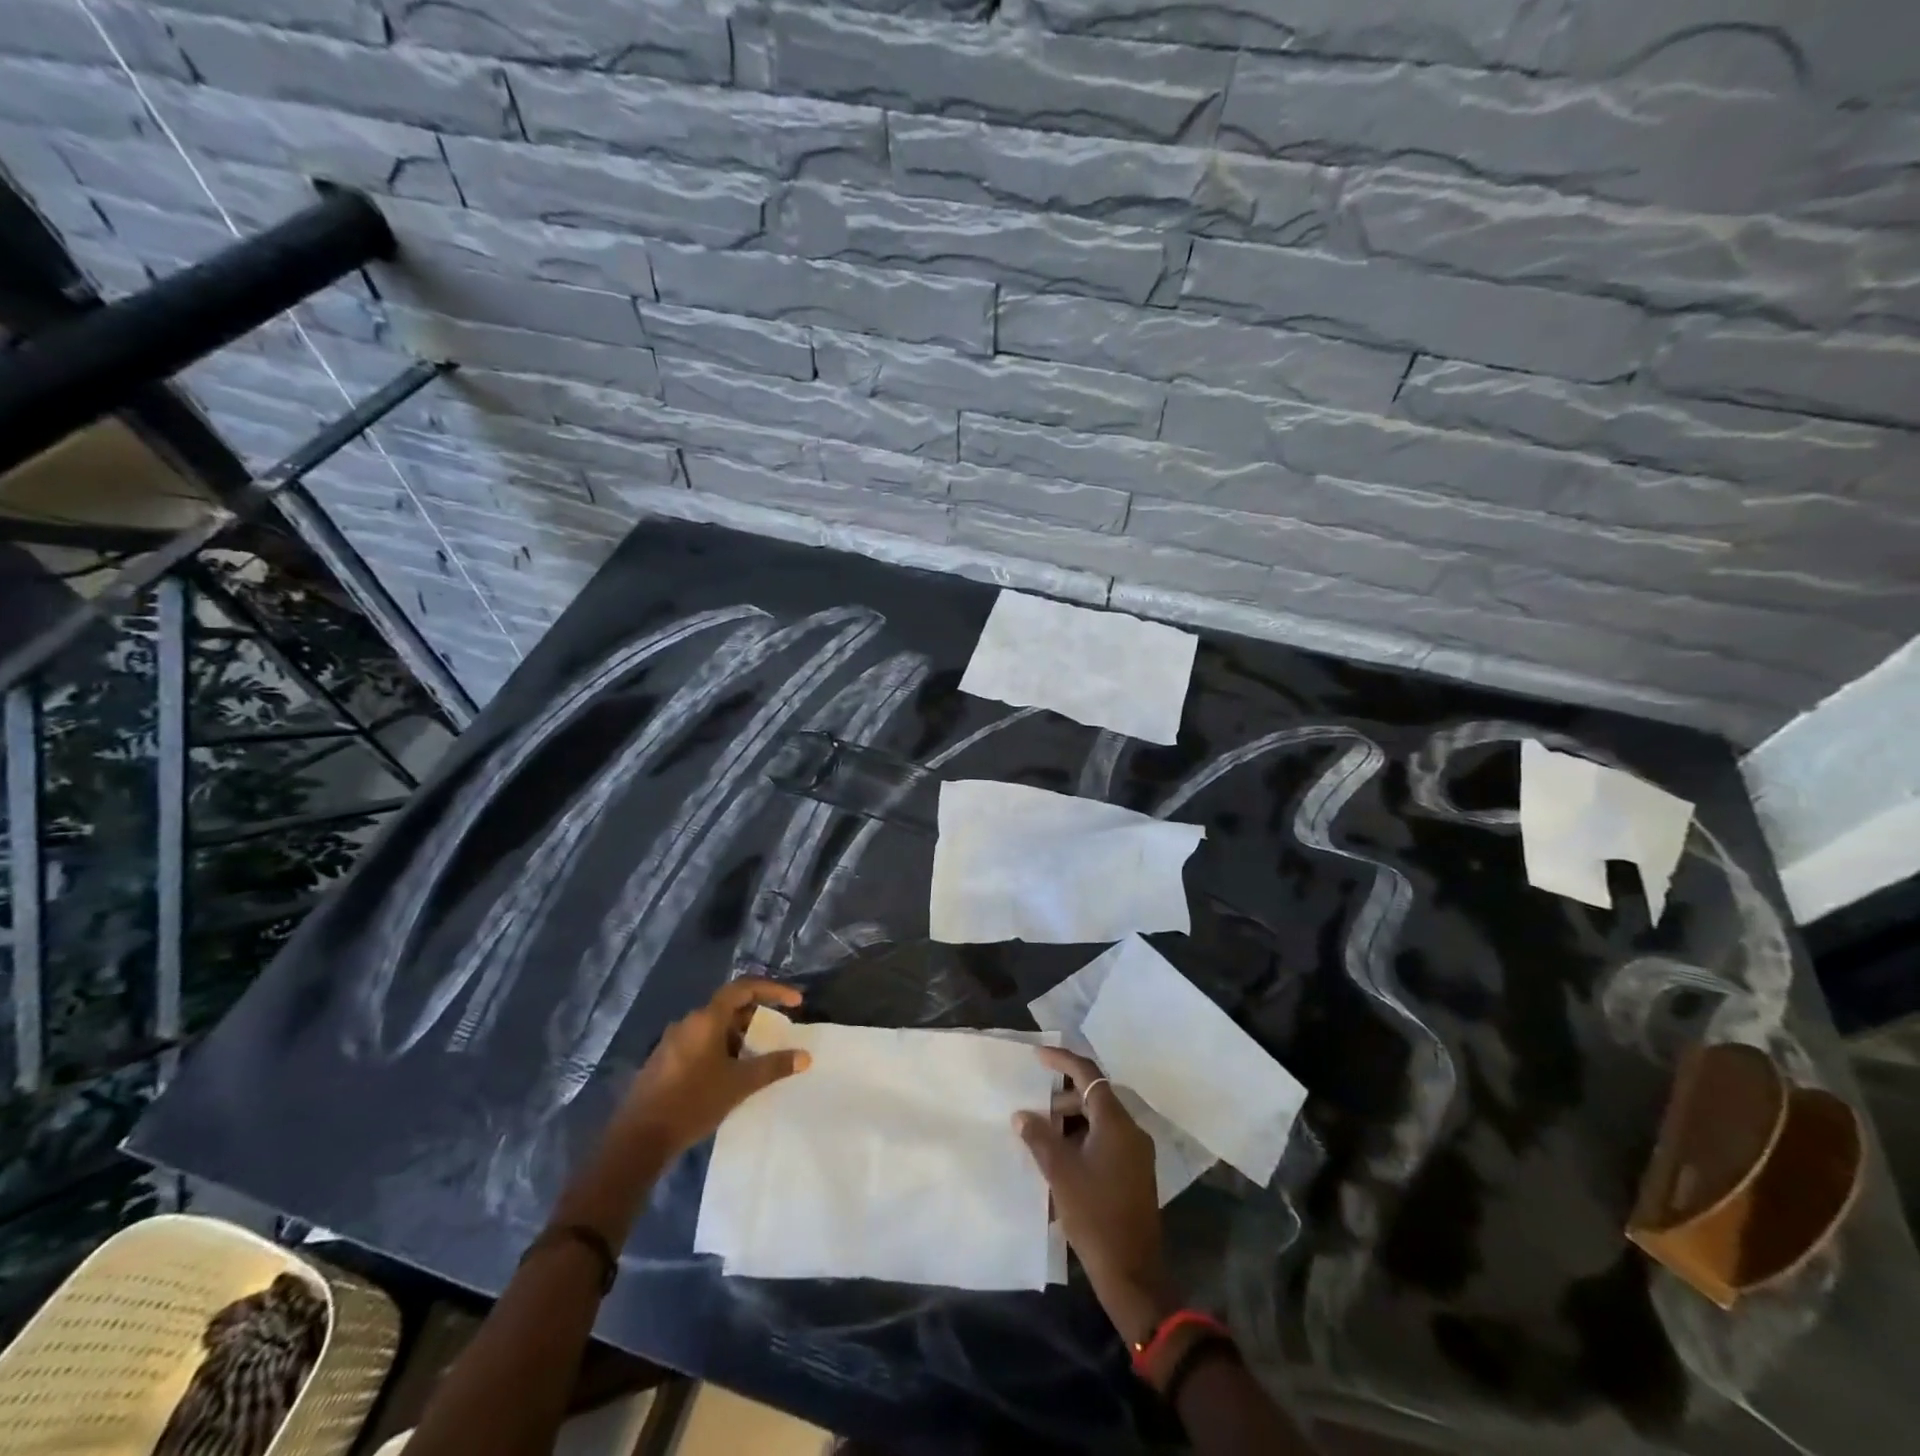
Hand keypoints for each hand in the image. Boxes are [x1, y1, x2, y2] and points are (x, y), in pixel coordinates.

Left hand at [618, 979, 810, 1157]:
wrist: (638, 1140)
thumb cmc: (693, 1102)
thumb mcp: (739, 1084)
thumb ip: (773, 1066)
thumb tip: (805, 1056)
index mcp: (706, 1018)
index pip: (744, 988)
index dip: (773, 990)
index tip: (796, 1003)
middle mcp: (689, 1022)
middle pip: (730, 1007)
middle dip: (758, 1017)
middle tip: (778, 1034)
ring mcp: (673, 1042)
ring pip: (715, 1028)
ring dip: (740, 1037)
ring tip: (758, 1059)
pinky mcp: (664, 1061)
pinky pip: (701, 1044)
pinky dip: (722, 1050)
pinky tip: (730, 1075)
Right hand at [1015, 1047, 1171, 1343]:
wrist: (1132, 1273)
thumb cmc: (1094, 1216)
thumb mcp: (1060, 1173)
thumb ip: (1039, 1137)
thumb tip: (1022, 1114)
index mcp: (1116, 1123)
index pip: (1088, 1074)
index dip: (1062, 1060)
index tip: (1037, 1057)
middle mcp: (1131, 1130)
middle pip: (1094, 1097)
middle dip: (1063, 1098)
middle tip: (1035, 1111)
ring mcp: (1136, 1152)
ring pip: (1100, 1120)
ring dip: (1072, 1121)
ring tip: (1043, 1137)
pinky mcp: (1135, 1172)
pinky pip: (1106, 1140)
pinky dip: (1083, 1139)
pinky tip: (1061, 1159)